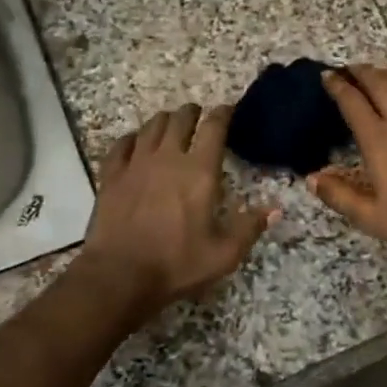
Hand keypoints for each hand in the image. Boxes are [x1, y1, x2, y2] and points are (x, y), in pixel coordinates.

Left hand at [74, 103, 274, 321]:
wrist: (119, 276)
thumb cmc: (176, 263)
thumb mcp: (224, 254)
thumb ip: (250, 227)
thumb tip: (275, 209)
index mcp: (199, 171)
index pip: (214, 127)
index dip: (223, 113)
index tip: (228, 110)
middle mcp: (168, 158)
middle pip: (180, 119)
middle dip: (192, 113)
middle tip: (199, 116)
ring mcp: (136, 164)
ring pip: (151, 127)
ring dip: (165, 121)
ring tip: (171, 124)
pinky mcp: (111, 176)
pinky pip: (121, 145)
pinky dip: (132, 138)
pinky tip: (135, 143)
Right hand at [308, 65, 386, 264]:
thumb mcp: (370, 217)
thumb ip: (339, 196)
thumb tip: (312, 177)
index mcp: (378, 139)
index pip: (352, 102)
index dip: (338, 86)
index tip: (327, 75)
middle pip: (379, 84)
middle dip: (361, 72)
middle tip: (349, 69)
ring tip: (377, 73)